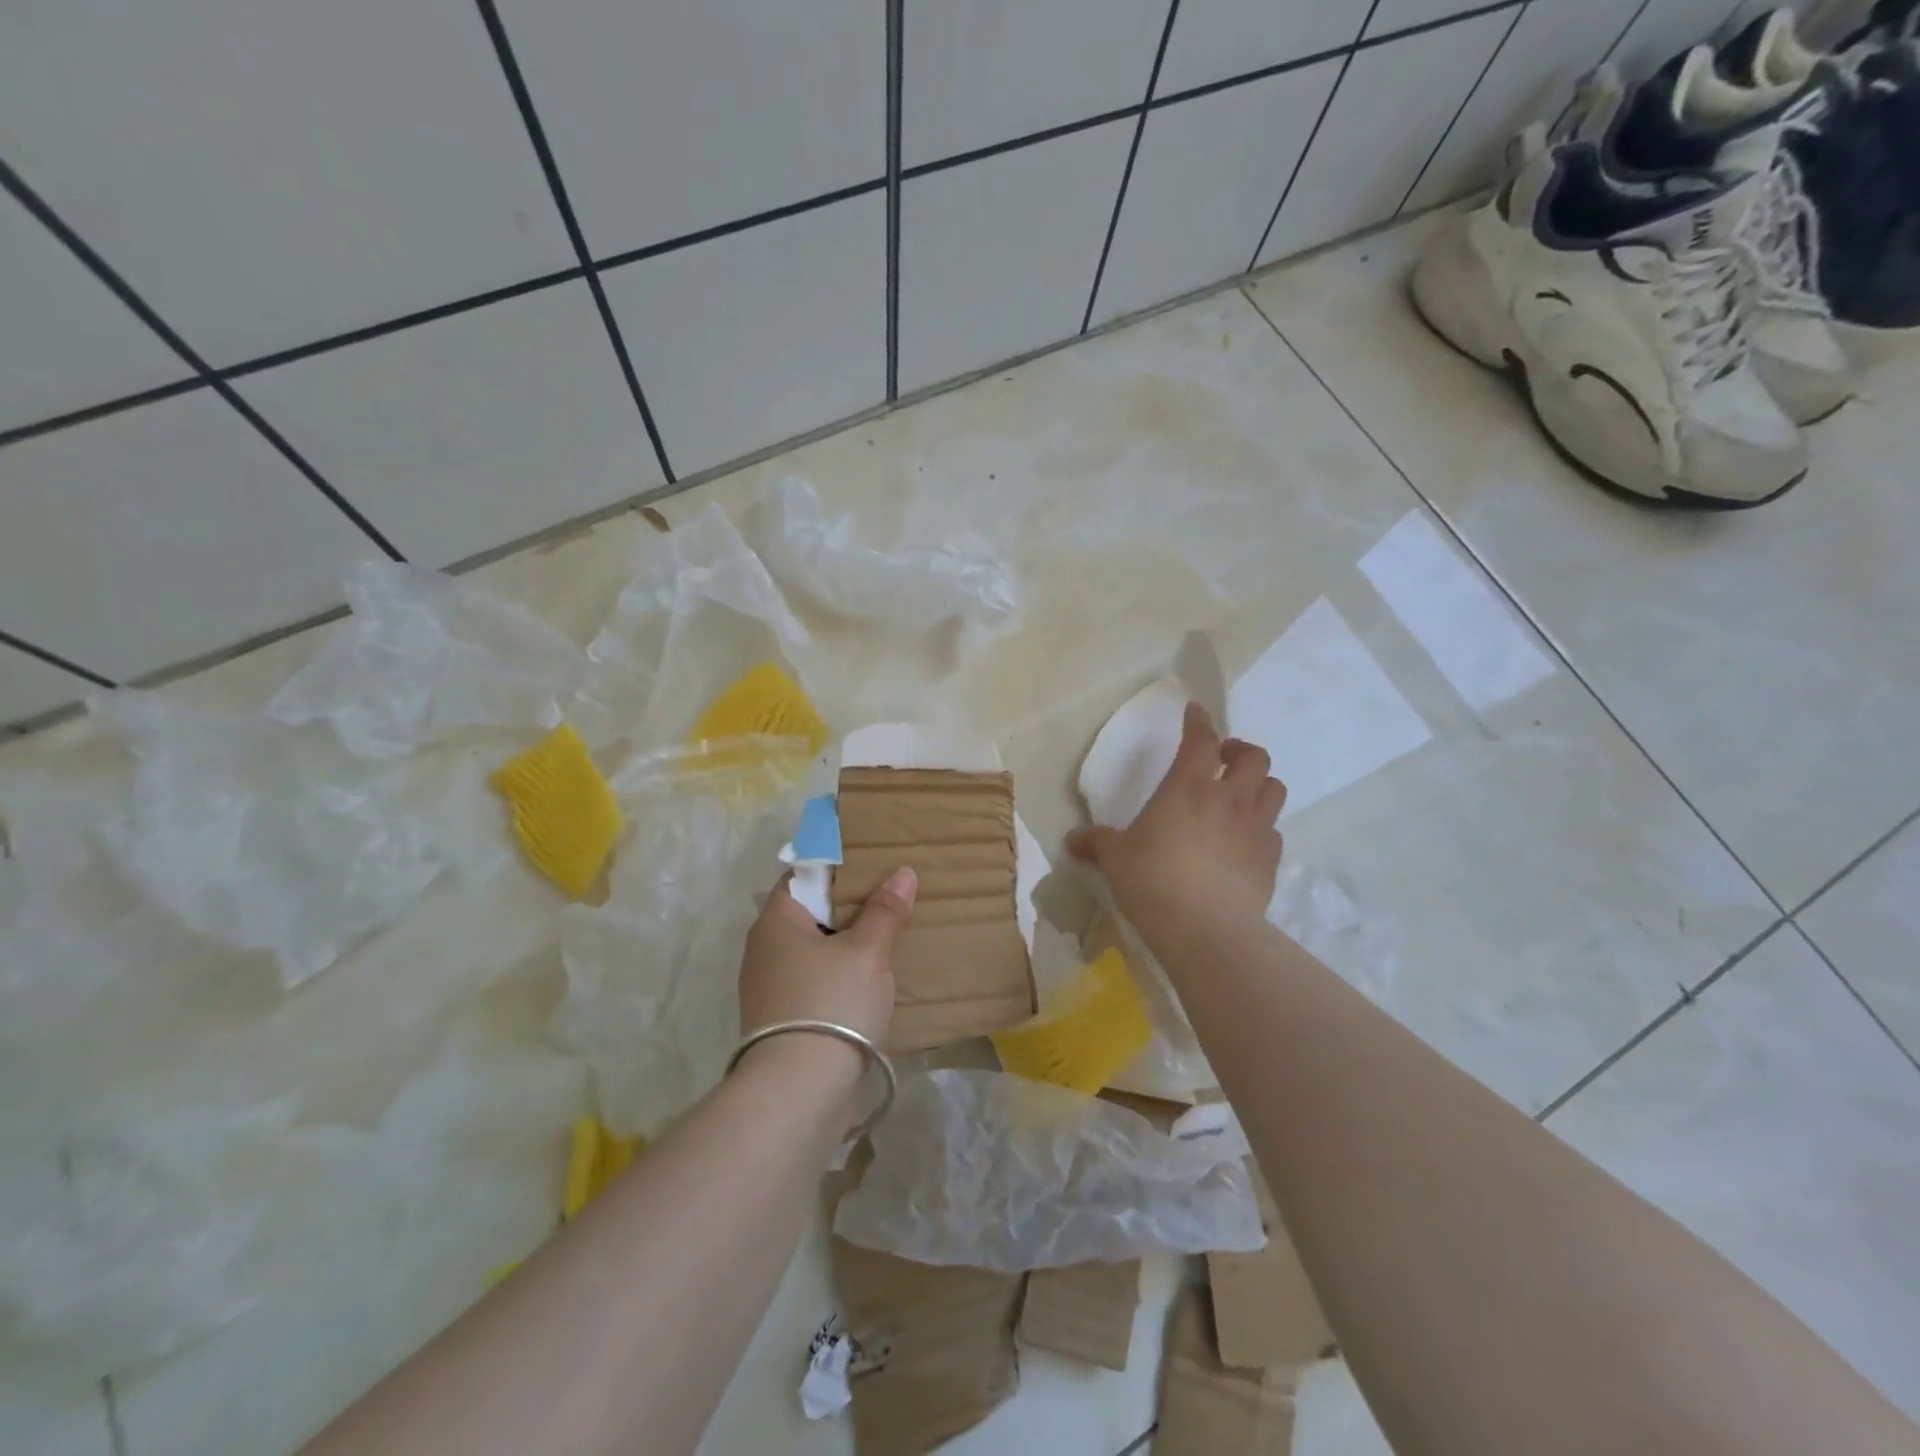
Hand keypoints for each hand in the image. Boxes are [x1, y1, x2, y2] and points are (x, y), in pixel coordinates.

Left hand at [737, 866, 914, 1059]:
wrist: (799, 1090)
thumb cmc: (831, 1002)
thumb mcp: (867, 951)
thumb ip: (884, 910)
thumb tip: (903, 872)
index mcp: (776, 921)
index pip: (801, 877)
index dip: (835, 870)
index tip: (870, 868)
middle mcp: (763, 949)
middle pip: (808, 915)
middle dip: (845, 909)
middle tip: (886, 900)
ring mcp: (768, 988)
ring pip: (811, 952)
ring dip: (842, 946)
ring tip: (884, 940)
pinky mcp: (780, 1021)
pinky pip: (811, 983)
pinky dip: (836, 977)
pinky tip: (867, 984)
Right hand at [1067, 702, 1284, 934]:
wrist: (1206, 930)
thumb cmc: (1153, 882)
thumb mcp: (1115, 859)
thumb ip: (1096, 843)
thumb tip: (1071, 840)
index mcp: (1187, 787)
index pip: (1200, 739)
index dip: (1198, 721)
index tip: (1194, 712)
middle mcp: (1228, 799)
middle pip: (1253, 757)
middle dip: (1239, 750)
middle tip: (1222, 759)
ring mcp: (1255, 828)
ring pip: (1274, 787)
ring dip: (1259, 783)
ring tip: (1240, 794)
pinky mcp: (1270, 859)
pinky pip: (1273, 830)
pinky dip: (1262, 827)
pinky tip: (1245, 840)